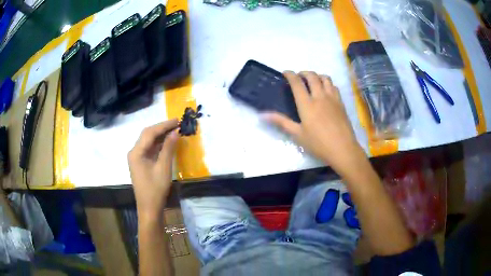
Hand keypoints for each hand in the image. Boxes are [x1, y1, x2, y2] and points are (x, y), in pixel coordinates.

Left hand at [128, 119, 178, 221]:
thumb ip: (168, 148)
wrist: (149, 208)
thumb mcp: (163, 168)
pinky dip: (159, 144)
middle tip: (177, 124)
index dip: (164, 125)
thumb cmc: (155, 189)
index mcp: (136, 152)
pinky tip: (168, 142)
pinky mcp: (141, 163)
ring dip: (160, 135)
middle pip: (147, 134)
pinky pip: (150, 149)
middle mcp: (134, 152)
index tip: (177, 120)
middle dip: (162, 128)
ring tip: (174, 130)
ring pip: (148, 141)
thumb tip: (175, 132)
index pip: (150, 133)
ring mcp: (137, 158)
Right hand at [264, 71, 364, 176]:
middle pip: (312, 76)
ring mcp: (332, 98)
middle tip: (299, 76)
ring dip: (317, 75)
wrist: (343, 149)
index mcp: (307, 104)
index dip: (290, 74)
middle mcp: (320, 96)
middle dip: (304, 72)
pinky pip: (334, 86)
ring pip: (325, 78)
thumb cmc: (318, 144)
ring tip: (313, 81)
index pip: (297, 83)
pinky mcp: (341, 103)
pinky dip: (328, 83)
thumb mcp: (297, 134)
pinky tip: (326, 91)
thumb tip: (263, 115)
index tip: (285, 73)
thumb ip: (281, 122)